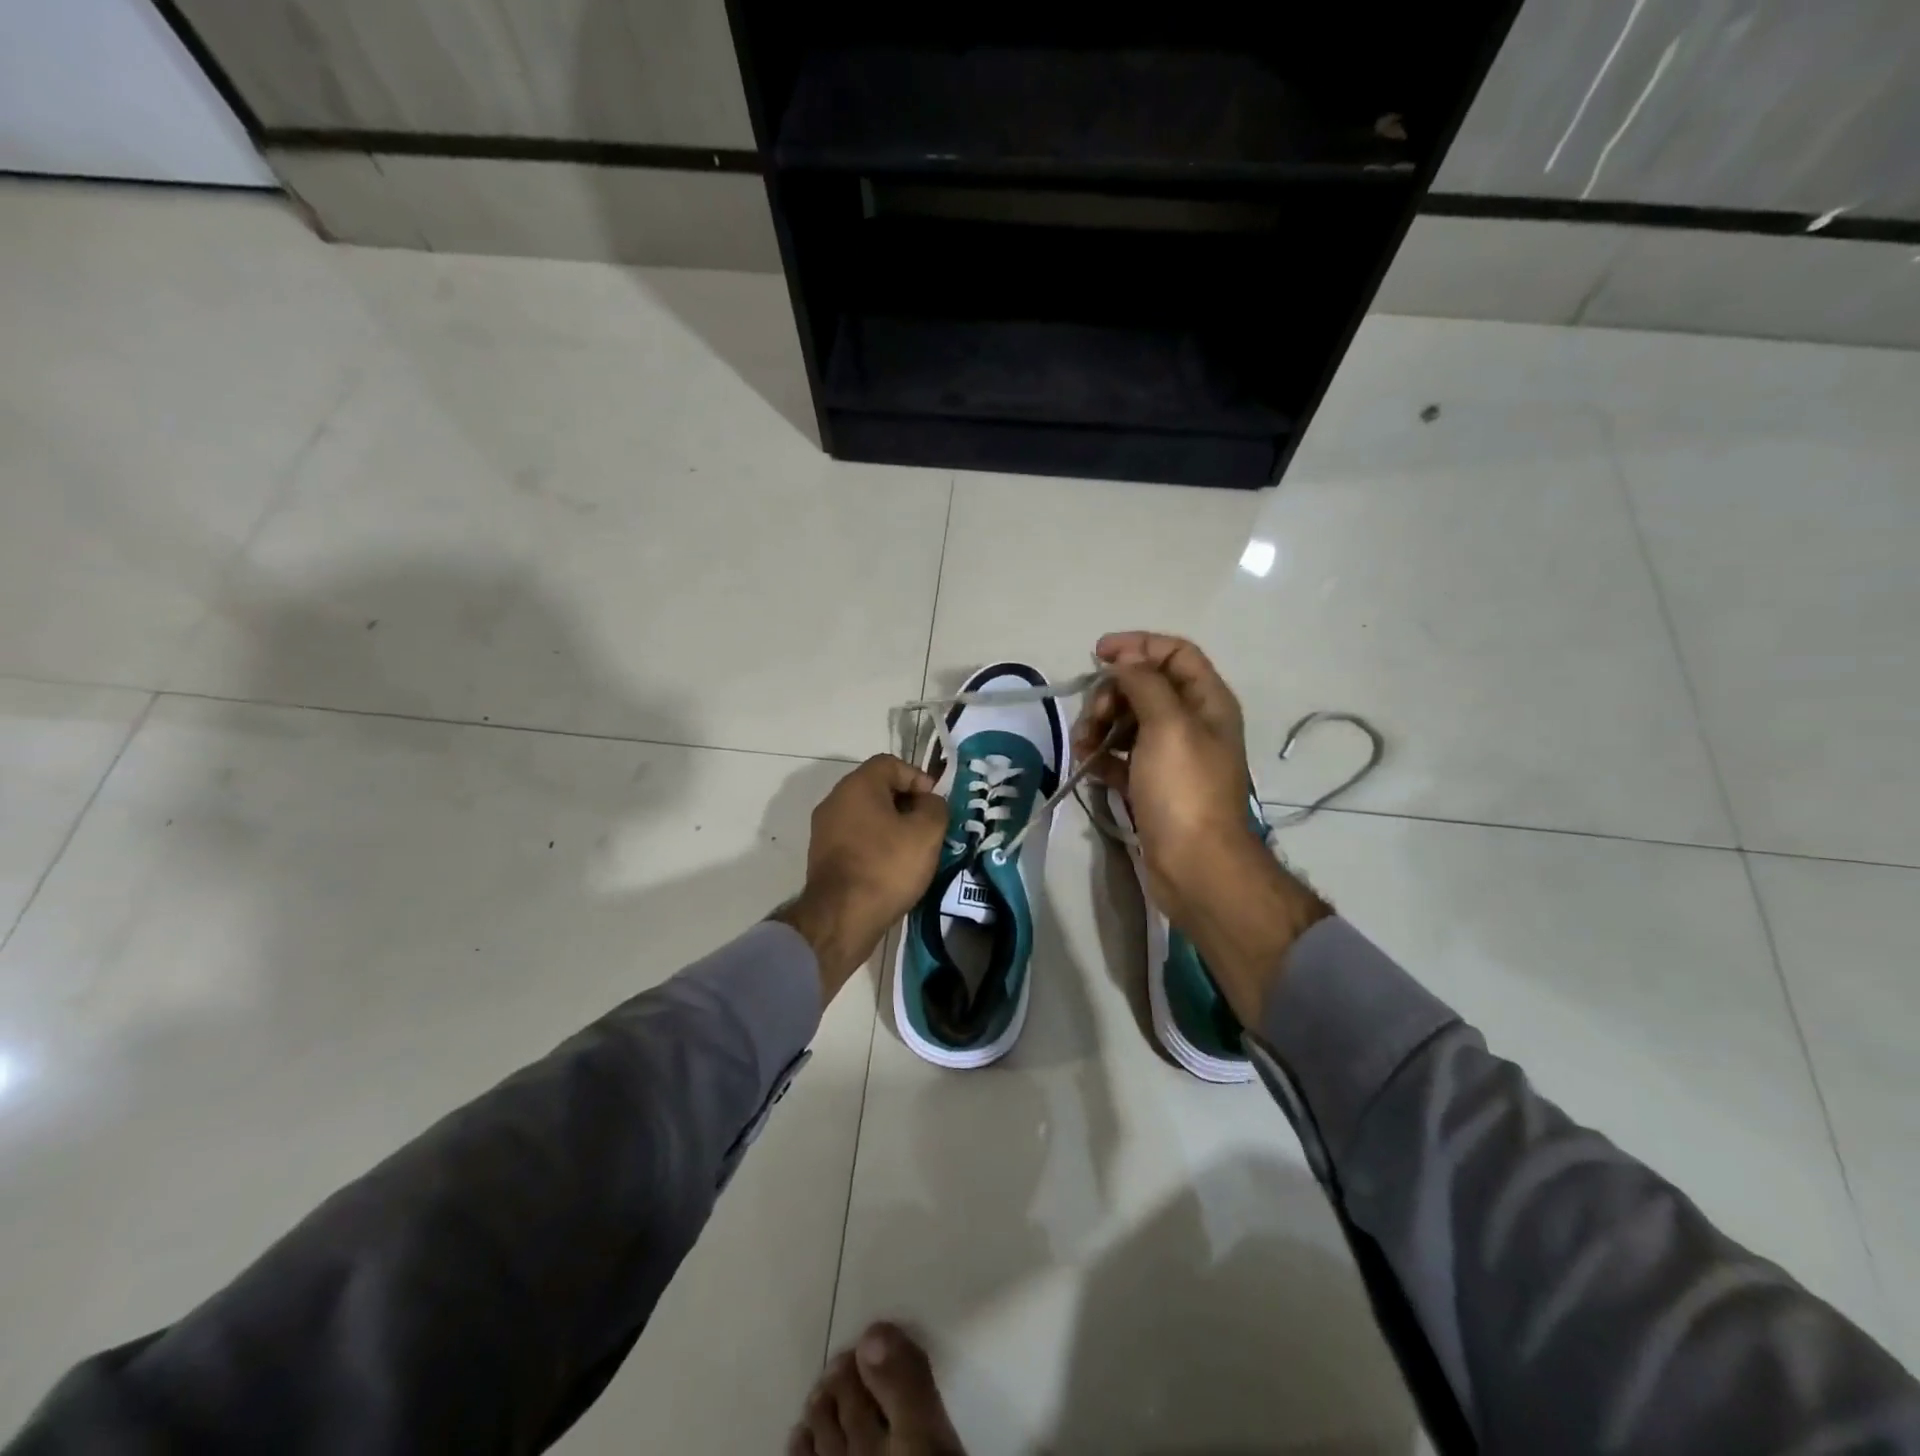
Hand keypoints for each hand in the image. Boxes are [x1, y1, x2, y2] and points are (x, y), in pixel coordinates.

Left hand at [775, 755, 946, 1001]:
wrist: (841, 918)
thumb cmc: (886, 866)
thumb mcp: (926, 833)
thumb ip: (934, 807)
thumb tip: (928, 802)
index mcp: (857, 786)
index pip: (890, 763)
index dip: (917, 777)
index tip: (934, 803)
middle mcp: (835, 800)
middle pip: (877, 788)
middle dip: (906, 803)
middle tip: (928, 826)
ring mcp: (824, 830)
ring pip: (866, 815)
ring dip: (891, 826)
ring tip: (914, 849)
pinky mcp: (823, 856)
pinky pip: (856, 838)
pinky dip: (876, 845)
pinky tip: (893, 867)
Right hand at [1075, 632, 1329, 1025]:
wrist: (1196, 867)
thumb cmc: (1185, 790)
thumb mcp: (1168, 725)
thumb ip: (1145, 683)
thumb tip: (1124, 659)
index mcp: (1207, 702)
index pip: (1175, 653)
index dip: (1138, 645)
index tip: (1097, 654)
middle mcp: (1192, 724)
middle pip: (1145, 687)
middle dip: (1111, 694)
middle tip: (1092, 717)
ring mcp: (1171, 757)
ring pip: (1128, 723)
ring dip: (1100, 727)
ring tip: (1083, 747)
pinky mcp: (1152, 786)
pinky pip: (1121, 758)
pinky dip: (1103, 757)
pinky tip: (1088, 767)